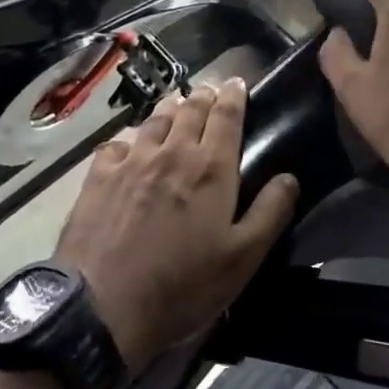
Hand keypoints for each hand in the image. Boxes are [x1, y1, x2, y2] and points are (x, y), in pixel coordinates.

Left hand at [55, 77, 298, 373]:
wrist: (104, 306)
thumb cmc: (183, 285)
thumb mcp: (242, 259)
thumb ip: (270, 213)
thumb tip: (289, 177)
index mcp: (211, 167)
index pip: (227, 116)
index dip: (234, 95)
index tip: (237, 82)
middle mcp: (172, 151)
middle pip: (190, 109)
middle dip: (204, 95)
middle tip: (210, 90)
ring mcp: (132, 160)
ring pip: (155, 120)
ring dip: (170, 107)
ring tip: (176, 103)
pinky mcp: (99, 175)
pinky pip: (117, 143)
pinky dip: (129, 138)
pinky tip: (128, 145)